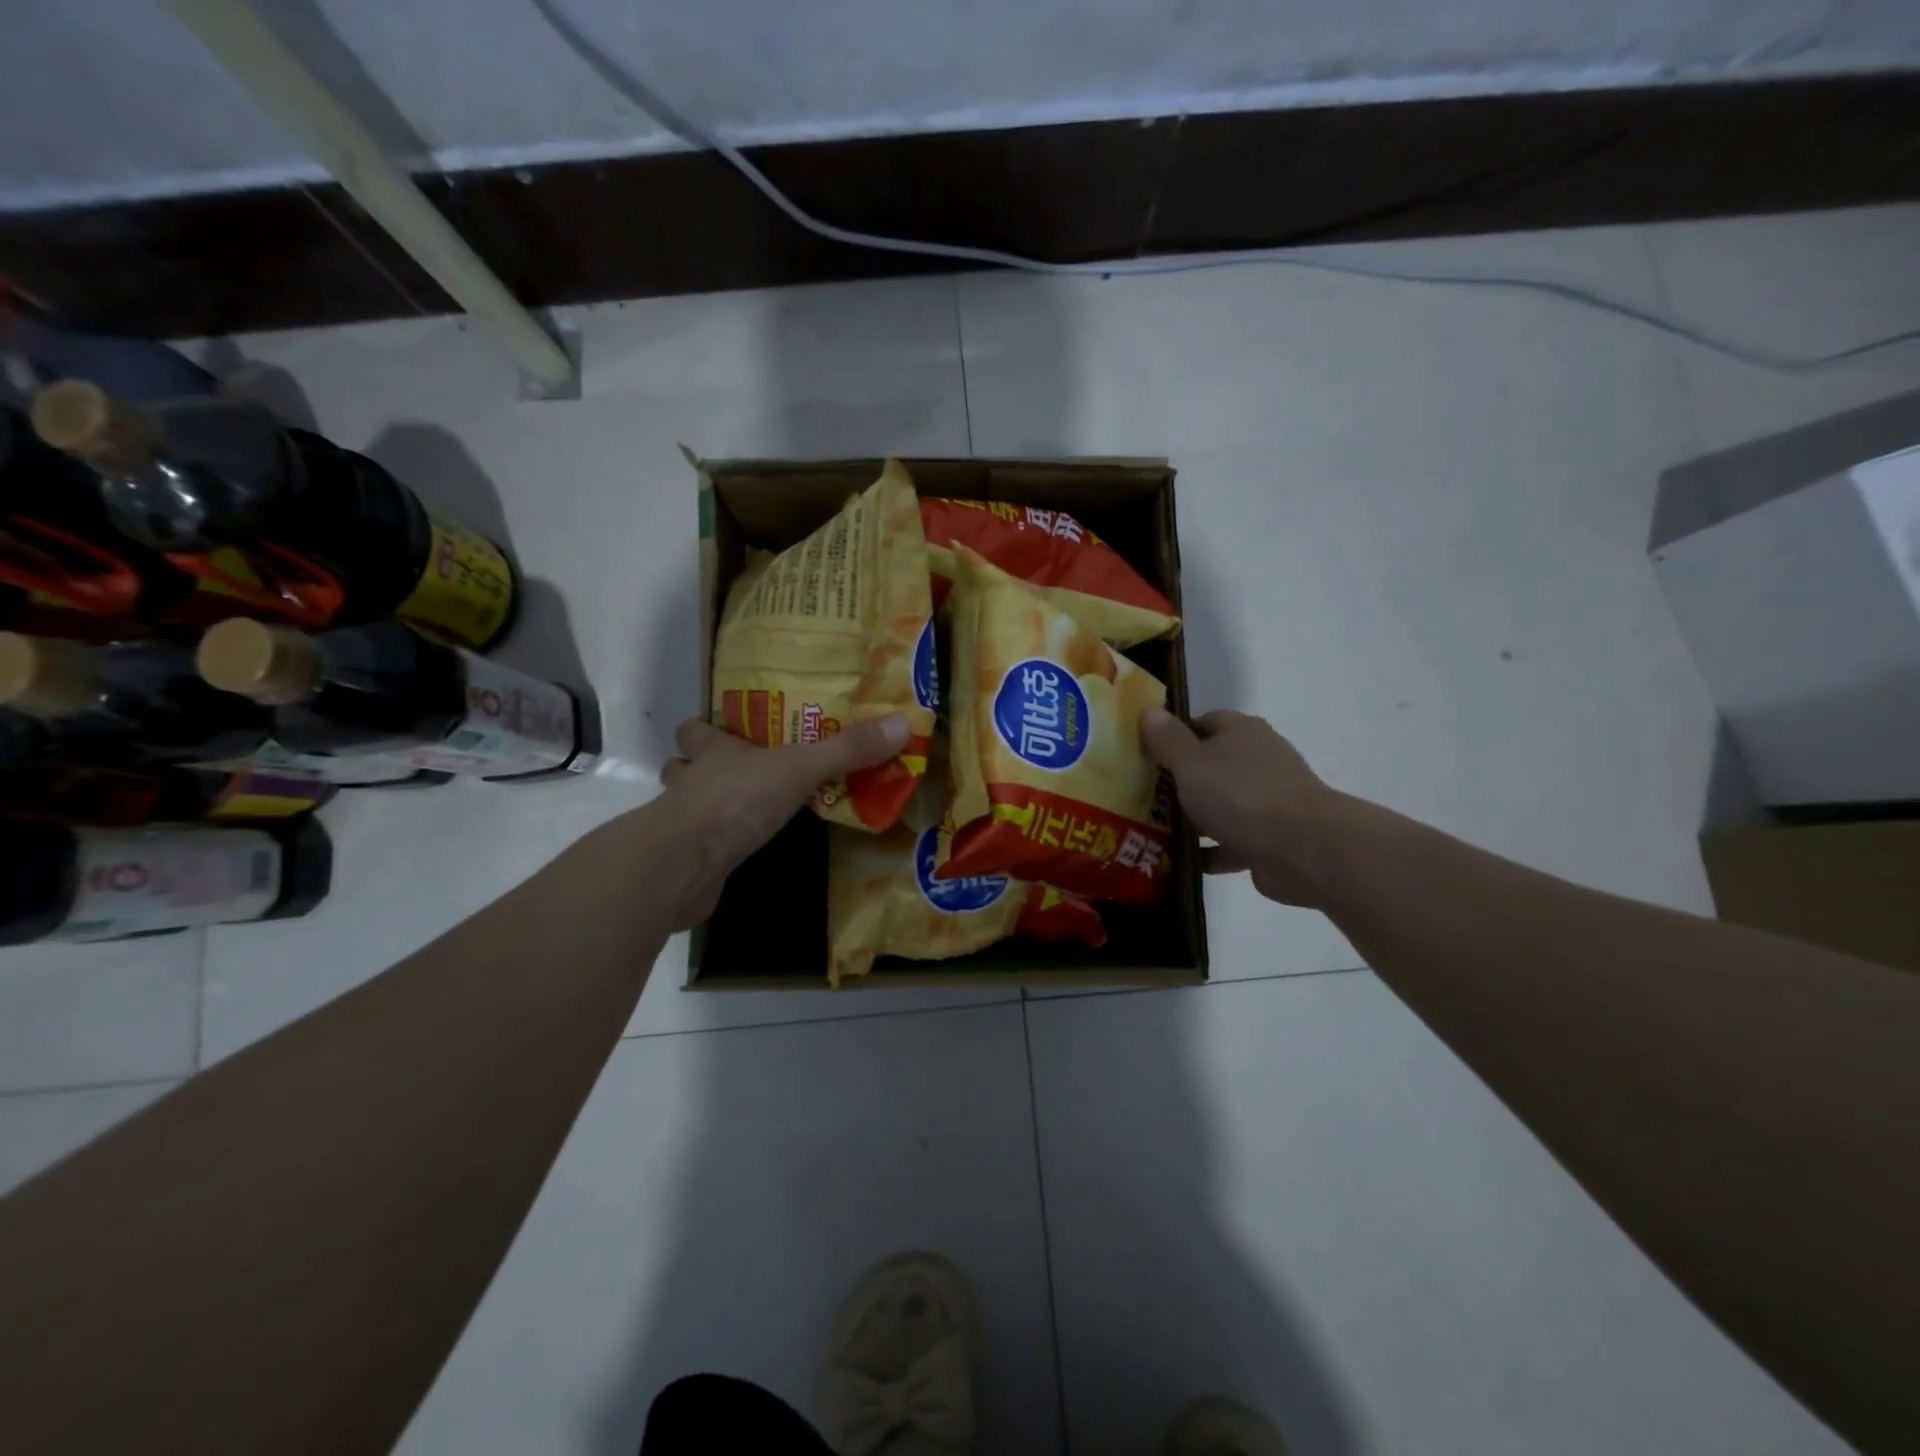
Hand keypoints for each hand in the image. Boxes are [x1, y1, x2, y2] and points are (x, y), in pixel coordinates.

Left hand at [654, 714, 910, 926]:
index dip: (707, 729)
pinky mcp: (683, 863)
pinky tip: (736, 854)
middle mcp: (691, 782)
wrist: (682, 866)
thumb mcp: (800, 769)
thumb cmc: (737, 802)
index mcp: (714, 752)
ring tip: (739, 812)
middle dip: (700, 767)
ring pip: (684, 806)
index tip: (728, 731)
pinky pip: (696, 848)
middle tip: (738, 772)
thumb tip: (904, 722)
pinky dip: (711, 848)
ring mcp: (681, 824)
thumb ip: (848, 750)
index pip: (697, 730)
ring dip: (702, 806)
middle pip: (682, 765)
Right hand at [1140, 707, 1345, 907]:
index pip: (1203, 722)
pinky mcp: (1271, 838)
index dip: (1174, 735)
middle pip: (1212, 764)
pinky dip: (1211, 850)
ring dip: (1195, 817)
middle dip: (1180, 779)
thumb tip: (1148, 710)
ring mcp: (1268, 801)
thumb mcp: (1191, 762)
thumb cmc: (1241, 795)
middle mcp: (1258, 760)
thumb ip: (1168, 739)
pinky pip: (1232, 841)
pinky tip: (1183, 861)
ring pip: (1222, 804)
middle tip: (1143, 794)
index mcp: (1242, 733)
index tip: (1146, 754)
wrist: (1303, 849)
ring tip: (1155, 829)